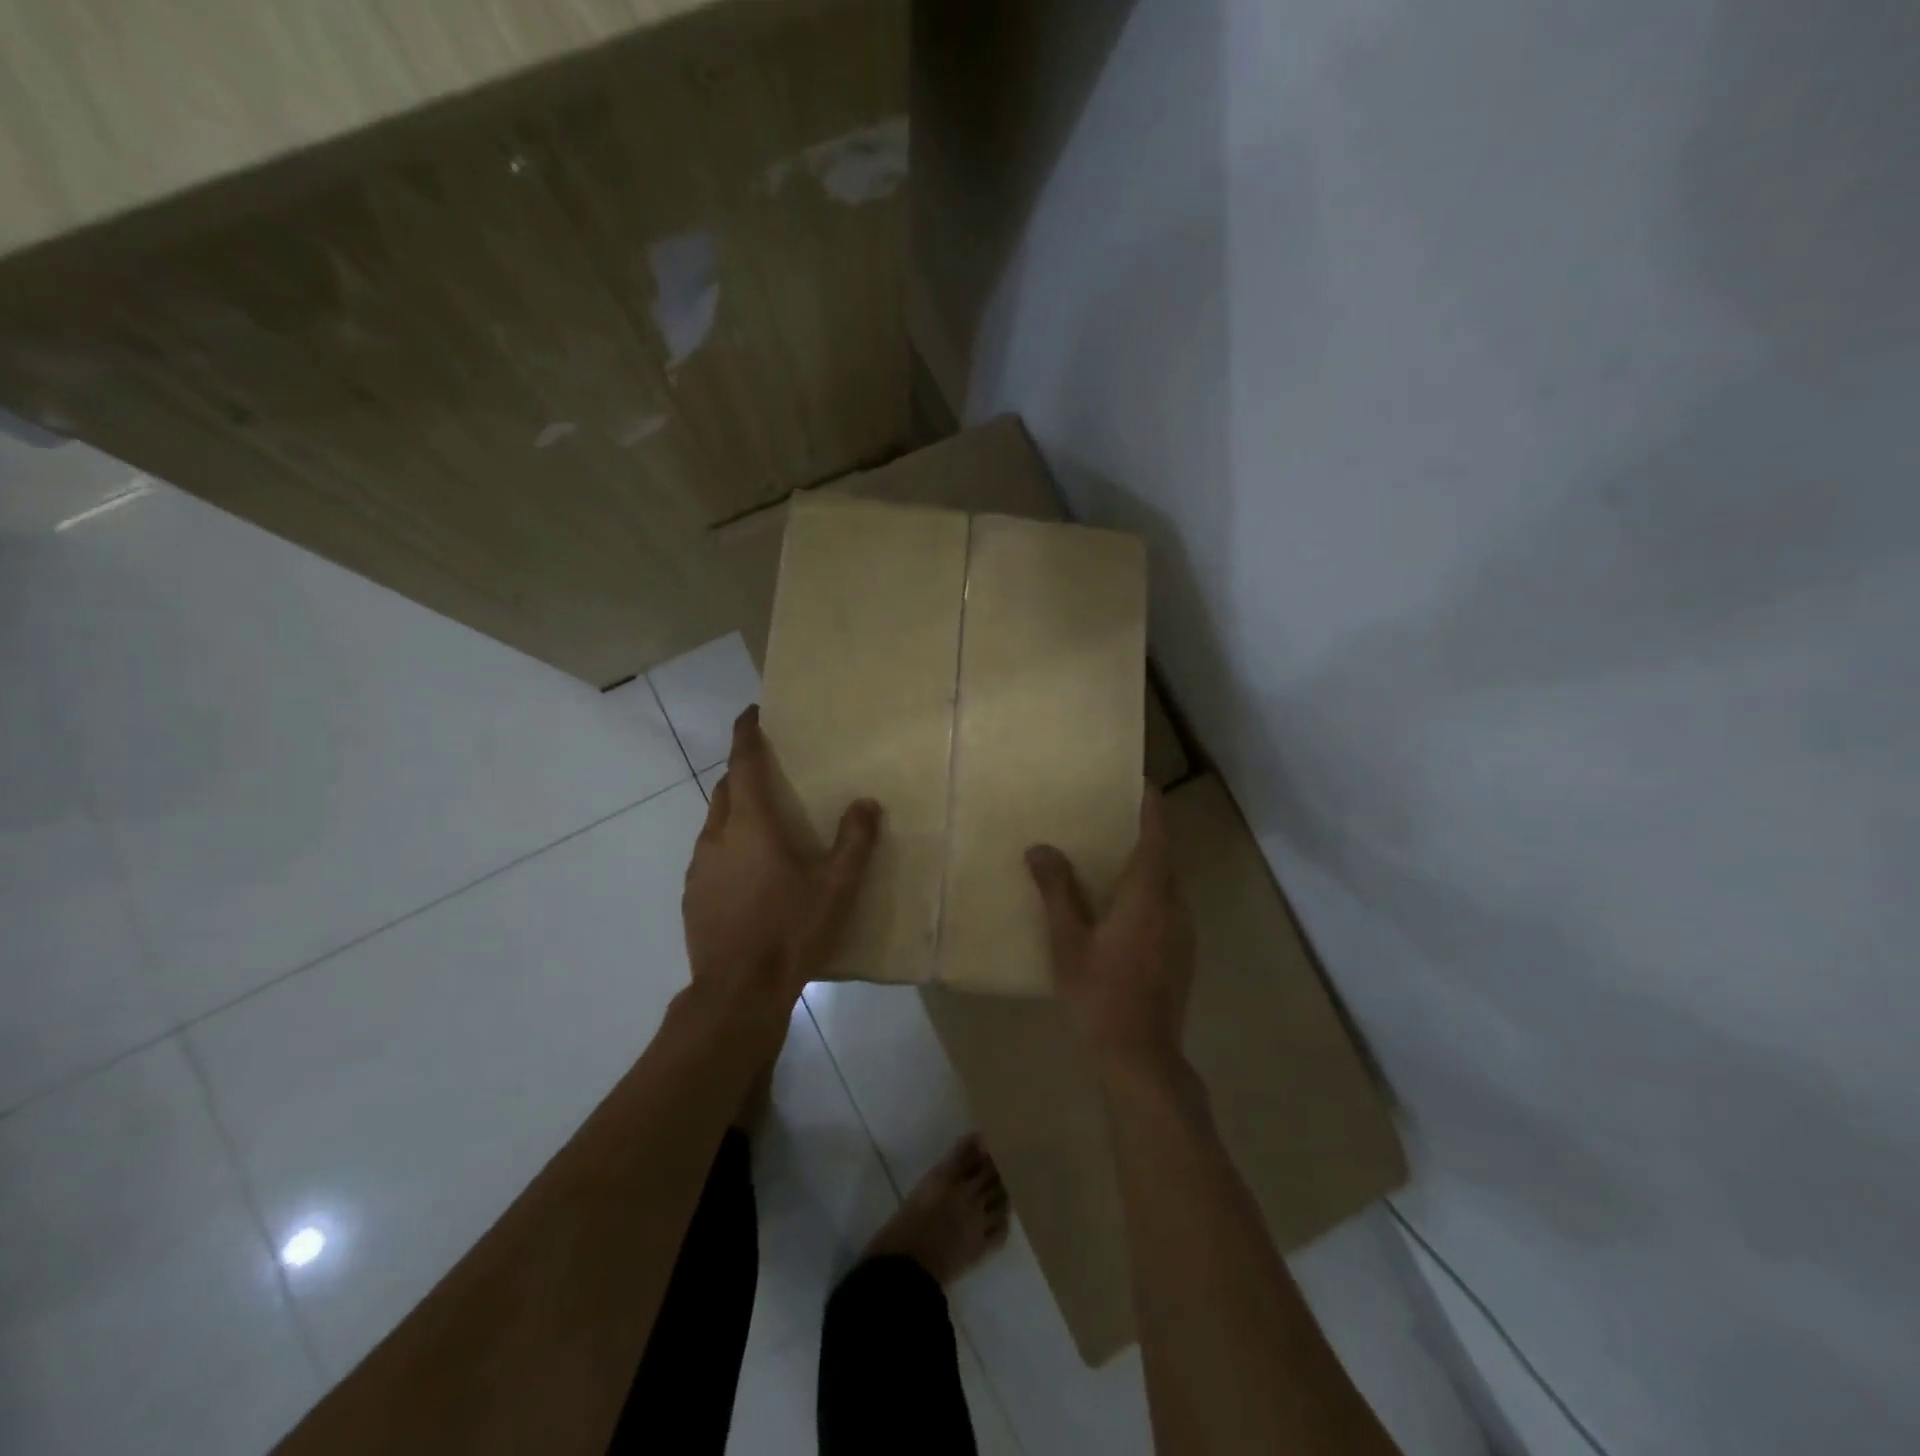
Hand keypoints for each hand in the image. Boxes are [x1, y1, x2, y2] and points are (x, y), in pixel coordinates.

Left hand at [683, 706, 880, 1008]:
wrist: (738, 992)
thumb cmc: (790, 930)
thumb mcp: (836, 887)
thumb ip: (854, 841)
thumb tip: (866, 803)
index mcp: (750, 825)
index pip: (742, 764)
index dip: (745, 735)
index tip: (750, 713)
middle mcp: (717, 837)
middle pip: (725, 790)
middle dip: (742, 773)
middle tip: (769, 772)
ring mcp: (699, 868)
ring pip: (715, 823)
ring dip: (735, 811)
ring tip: (763, 824)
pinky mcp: (692, 896)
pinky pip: (710, 855)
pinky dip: (728, 846)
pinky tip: (749, 872)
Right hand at [1026, 785, 1195, 1073]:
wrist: (1140, 1057)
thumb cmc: (1100, 993)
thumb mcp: (1068, 941)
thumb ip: (1056, 891)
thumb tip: (1040, 848)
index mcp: (1149, 896)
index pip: (1156, 836)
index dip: (1151, 806)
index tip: (1141, 781)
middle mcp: (1175, 907)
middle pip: (1164, 857)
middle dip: (1144, 833)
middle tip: (1112, 816)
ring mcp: (1183, 933)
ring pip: (1167, 884)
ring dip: (1146, 865)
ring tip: (1112, 857)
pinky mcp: (1182, 954)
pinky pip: (1167, 906)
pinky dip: (1148, 892)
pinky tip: (1120, 907)